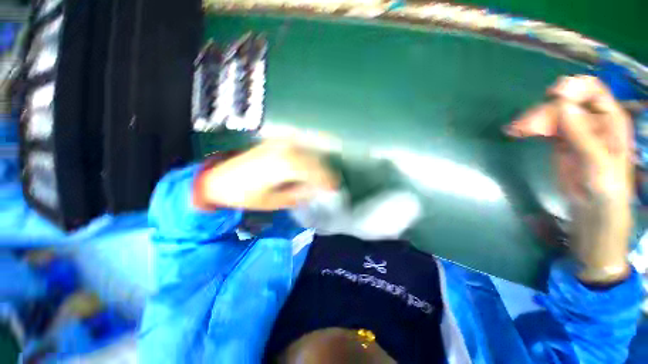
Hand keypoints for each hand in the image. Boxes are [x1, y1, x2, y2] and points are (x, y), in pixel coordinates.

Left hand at [194, 139, 337, 210]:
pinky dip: (309, 142)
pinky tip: (315, 146)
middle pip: (313, 159)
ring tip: (326, 170)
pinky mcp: (274, 141)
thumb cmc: (245, 195)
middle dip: (325, 171)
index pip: (313, 170)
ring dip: (319, 158)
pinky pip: (298, 139)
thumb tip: (315, 189)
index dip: (326, 179)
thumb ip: (297, 194)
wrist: (220, 179)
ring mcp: (278, 143)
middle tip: (333, 182)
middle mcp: (283, 150)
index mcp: (283, 166)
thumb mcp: (273, 201)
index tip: (334, 187)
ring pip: (308, 148)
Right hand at [506, 76, 632, 283]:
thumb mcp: (598, 162)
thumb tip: (562, 104)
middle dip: (545, 111)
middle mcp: (592, 120)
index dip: (574, 88)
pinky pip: (544, 127)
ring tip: (516, 131)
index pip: (593, 91)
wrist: (592, 210)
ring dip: (533, 120)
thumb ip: (582, 133)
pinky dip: (530, 127)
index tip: (552, 94)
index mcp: (610, 120)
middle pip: (566, 103)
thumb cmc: (605, 189)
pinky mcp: (560, 141)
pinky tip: (517, 132)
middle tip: (525, 126)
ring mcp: (575, 130)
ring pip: (551, 115)